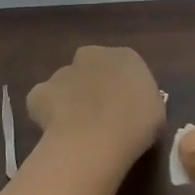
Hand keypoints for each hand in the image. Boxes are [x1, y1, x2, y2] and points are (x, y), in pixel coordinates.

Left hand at [27, 46, 164, 169]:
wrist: (97, 138)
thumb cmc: (136, 125)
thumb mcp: (156, 112)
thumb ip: (140, 101)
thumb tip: (129, 108)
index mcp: (126, 56)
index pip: (123, 67)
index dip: (121, 89)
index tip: (123, 110)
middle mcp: (92, 55)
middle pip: (90, 69)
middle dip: (92, 87)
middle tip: (99, 117)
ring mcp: (62, 72)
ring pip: (65, 84)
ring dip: (69, 101)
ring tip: (76, 130)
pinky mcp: (39, 92)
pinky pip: (42, 102)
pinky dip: (46, 114)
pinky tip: (56, 132)